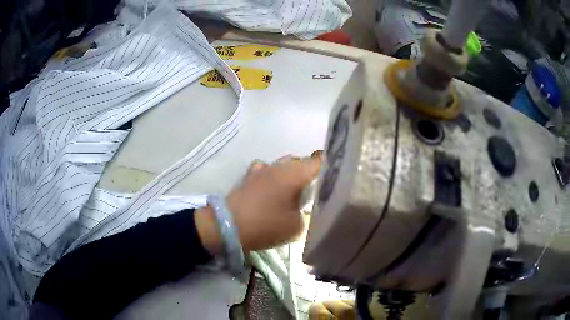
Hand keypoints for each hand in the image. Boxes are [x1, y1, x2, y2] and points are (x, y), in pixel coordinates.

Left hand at [195, 153, 321, 254]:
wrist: (228, 225)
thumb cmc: (265, 224)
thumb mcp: (295, 226)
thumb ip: (306, 214)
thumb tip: (302, 206)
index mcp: (294, 174)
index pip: (318, 161)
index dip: (329, 166)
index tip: (334, 175)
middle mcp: (279, 165)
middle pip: (301, 163)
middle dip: (309, 174)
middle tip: (313, 191)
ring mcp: (262, 168)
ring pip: (284, 165)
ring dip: (290, 175)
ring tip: (292, 191)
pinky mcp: (249, 175)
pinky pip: (267, 171)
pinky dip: (273, 178)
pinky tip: (271, 190)